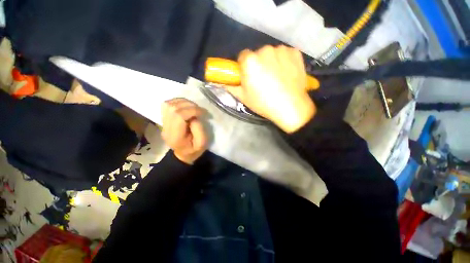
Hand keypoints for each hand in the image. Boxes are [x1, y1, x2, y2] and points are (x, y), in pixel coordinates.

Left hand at [161, 98, 207, 164]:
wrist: (183, 154)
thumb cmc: (194, 150)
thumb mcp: (202, 144)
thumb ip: (199, 130)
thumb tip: (194, 117)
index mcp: (175, 136)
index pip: (179, 116)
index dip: (192, 110)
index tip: (203, 113)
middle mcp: (166, 128)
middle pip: (173, 108)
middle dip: (189, 105)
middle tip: (199, 110)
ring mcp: (163, 123)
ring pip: (169, 104)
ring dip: (183, 102)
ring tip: (193, 107)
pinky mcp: (164, 119)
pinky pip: (167, 105)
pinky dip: (178, 102)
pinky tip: (186, 106)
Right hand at [225, 45, 315, 132]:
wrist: (290, 107)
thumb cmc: (263, 103)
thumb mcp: (243, 97)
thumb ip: (230, 86)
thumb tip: (219, 82)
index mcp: (250, 61)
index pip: (242, 56)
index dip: (244, 66)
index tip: (249, 76)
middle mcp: (265, 50)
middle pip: (257, 54)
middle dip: (258, 64)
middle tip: (263, 79)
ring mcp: (282, 50)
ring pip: (272, 53)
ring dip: (272, 62)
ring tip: (276, 78)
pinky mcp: (295, 52)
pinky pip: (285, 54)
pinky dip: (285, 61)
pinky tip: (287, 73)